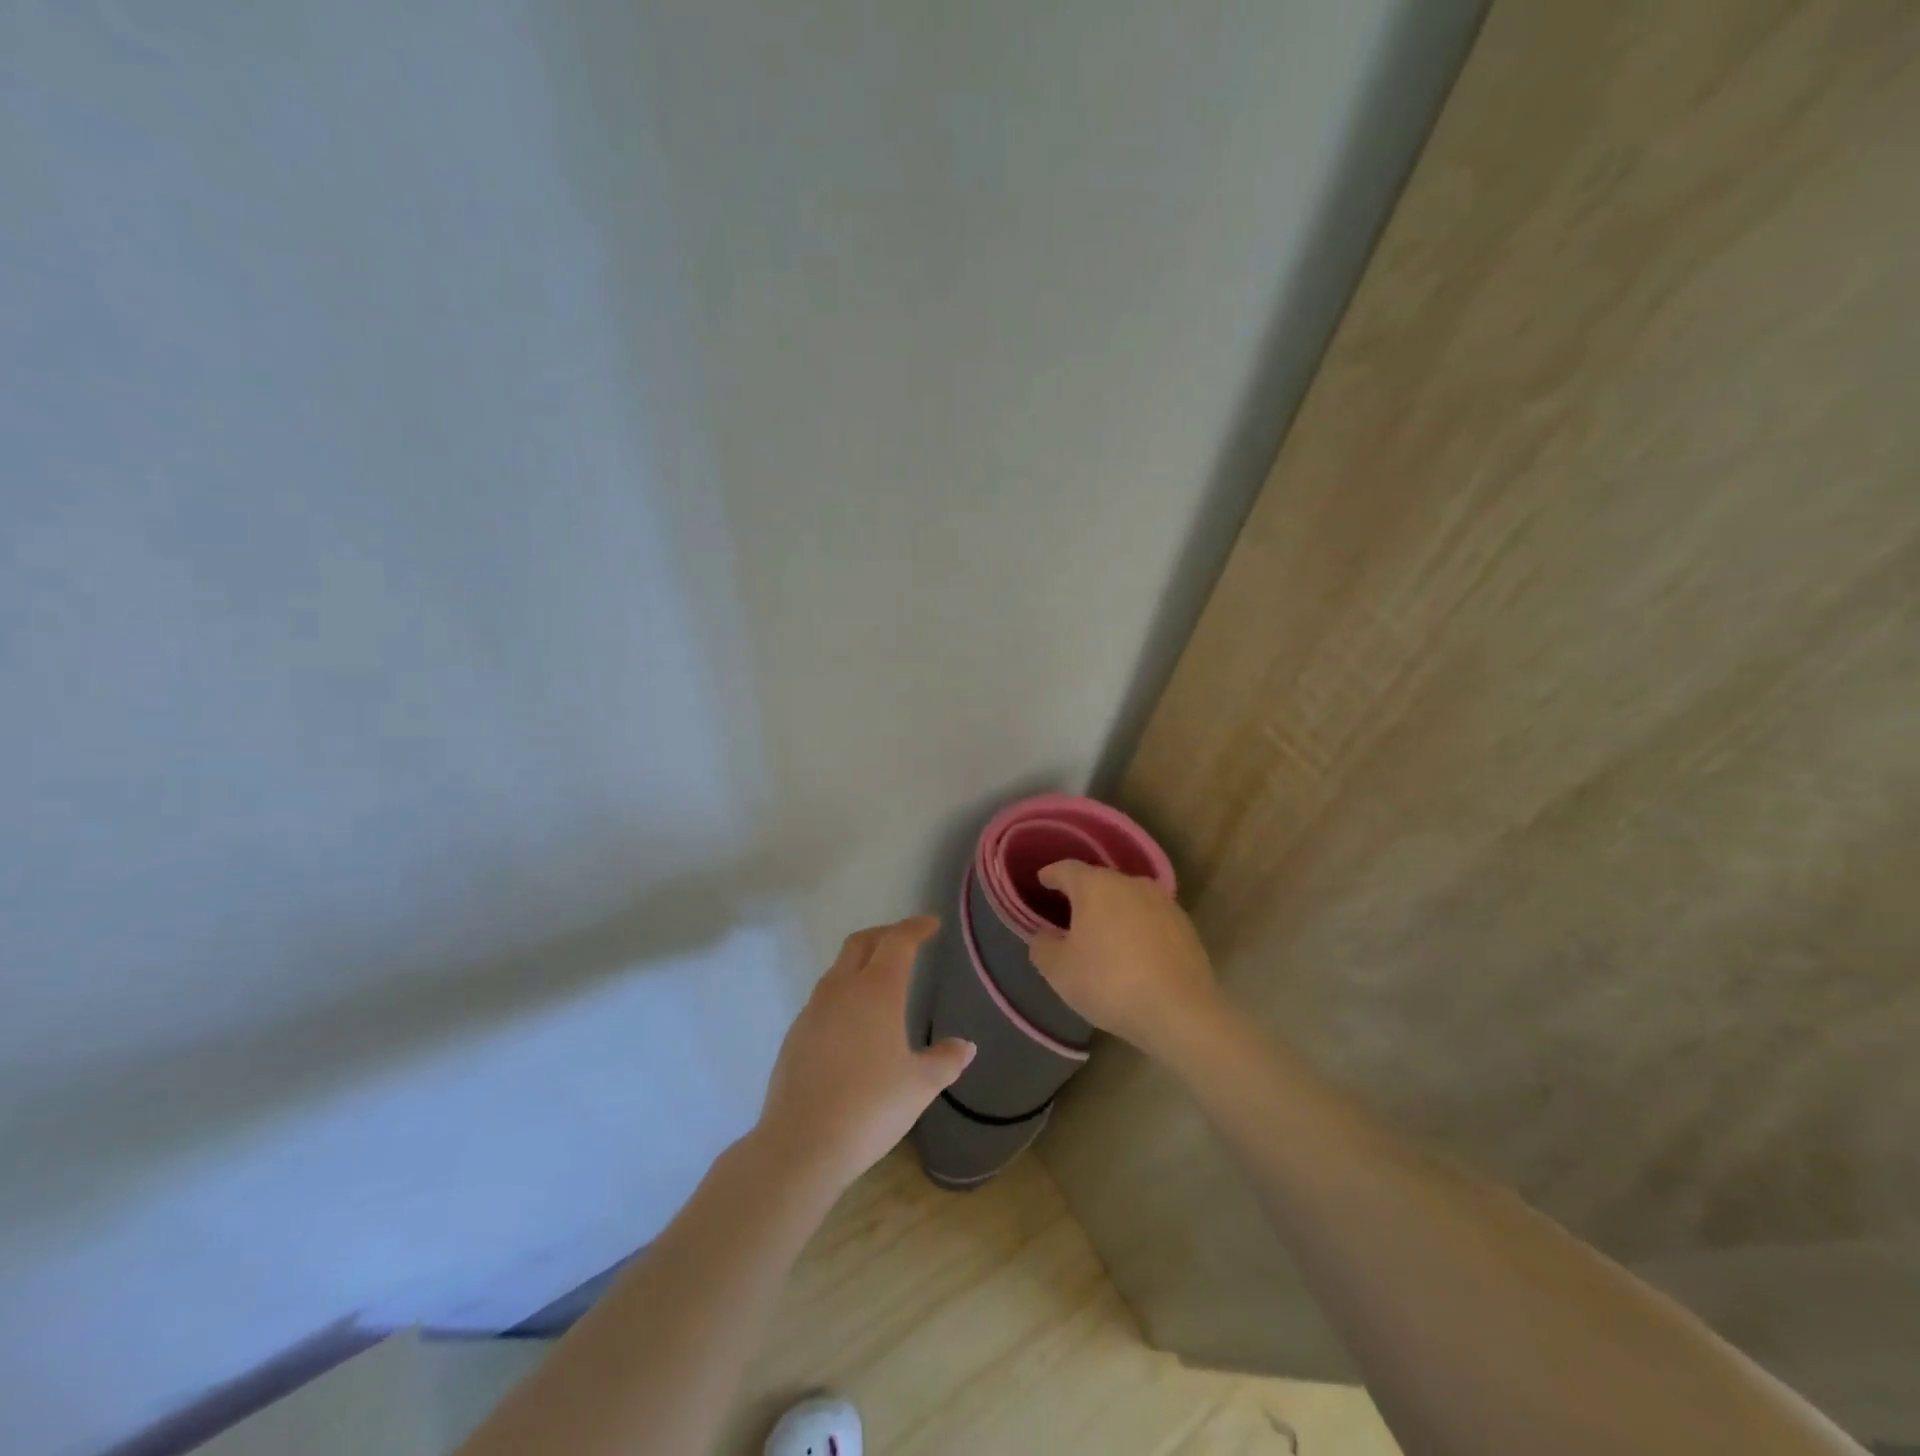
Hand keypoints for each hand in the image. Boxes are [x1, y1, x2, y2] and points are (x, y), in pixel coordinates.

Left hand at [756, 916, 975, 1191]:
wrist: (801, 1144)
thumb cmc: (870, 1108)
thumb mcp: (919, 1086)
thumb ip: (945, 1060)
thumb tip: (965, 1046)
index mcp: (877, 990)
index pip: (898, 941)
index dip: (916, 928)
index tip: (931, 924)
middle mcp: (842, 989)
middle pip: (861, 942)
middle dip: (886, 934)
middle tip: (907, 940)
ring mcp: (814, 1010)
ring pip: (839, 968)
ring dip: (861, 962)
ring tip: (881, 980)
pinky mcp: (796, 1033)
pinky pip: (824, 997)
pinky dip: (844, 992)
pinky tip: (854, 1022)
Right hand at [1027, 863, 1222, 1060]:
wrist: (1180, 1012)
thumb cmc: (1109, 983)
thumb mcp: (1059, 971)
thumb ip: (1042, 946)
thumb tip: (1045, 935)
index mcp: (1096, 886)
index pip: (1066, 869)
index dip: (1051, 875)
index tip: (1042, 881)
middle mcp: (1131, 883)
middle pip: (1100, 881)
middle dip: (1083, 894)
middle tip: (1069, 913)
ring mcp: (1163, 902)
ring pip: (1128, 898)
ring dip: (1113, 911)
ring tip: (1102, 933)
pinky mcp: (1185, 925)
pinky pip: (1150, 918)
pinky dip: (1137, 927)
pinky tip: (1133, 951)